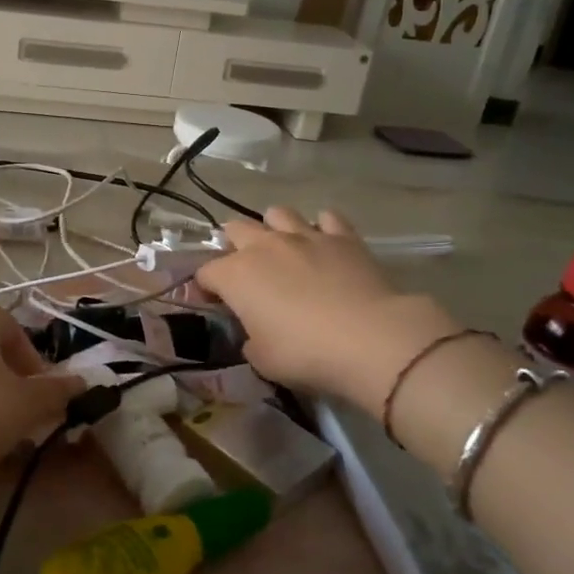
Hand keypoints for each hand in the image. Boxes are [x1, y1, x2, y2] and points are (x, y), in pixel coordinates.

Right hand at [196, 207, 454, 407]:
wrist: (369, 338)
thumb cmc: (305, 353)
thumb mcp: (262, 360)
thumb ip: (250, 340)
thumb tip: (254, 334)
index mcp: (236, 275)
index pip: (206, 272)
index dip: (204, 287)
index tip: (210, 302)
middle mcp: (265, 246)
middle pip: (236, 229)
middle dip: (233, 245)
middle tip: (244, 271)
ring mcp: (305, 236)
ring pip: (278, 213)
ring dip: (274, 228)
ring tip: (282, 249)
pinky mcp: (343, 237)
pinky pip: (326, 218)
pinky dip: (321, 228)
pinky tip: (325, 244)